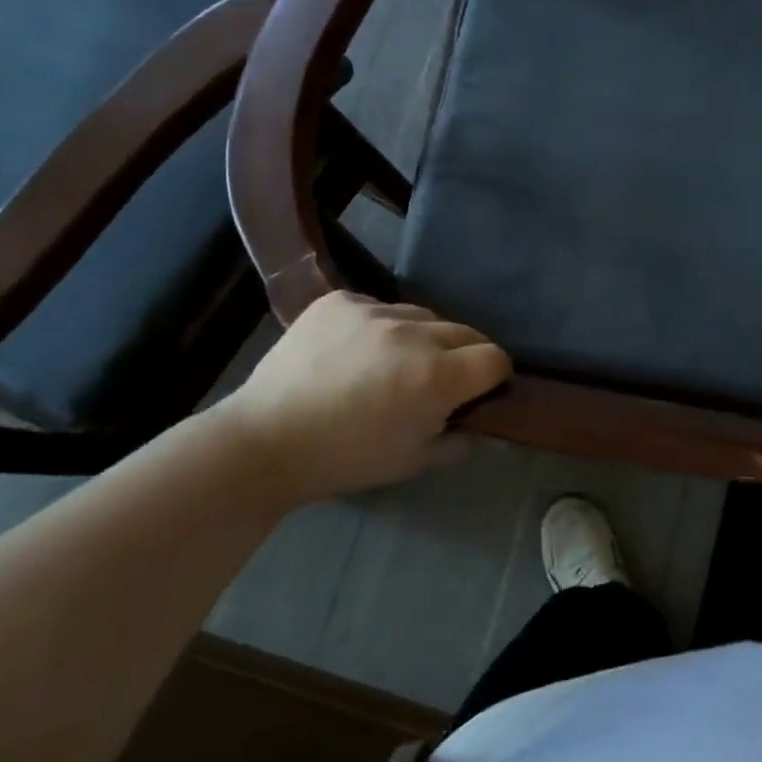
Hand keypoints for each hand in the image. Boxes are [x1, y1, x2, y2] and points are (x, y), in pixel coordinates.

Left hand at [218, 291, 509, 501]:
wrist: (266, 441)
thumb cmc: (346, 459)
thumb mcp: (414, 461)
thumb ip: (459, 439)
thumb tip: (479, 423)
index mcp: (436, 376)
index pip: (495, 357)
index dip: (493, 376)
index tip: (478, 391)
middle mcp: (413, 333)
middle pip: (465, 331)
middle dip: (462, 356)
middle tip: (436, 380)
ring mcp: (374, 310)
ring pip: (423, 315)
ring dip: (421, 337)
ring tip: (392, 362)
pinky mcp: (340, 299)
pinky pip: (379, 306)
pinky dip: (378, 326)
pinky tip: (355, 350)